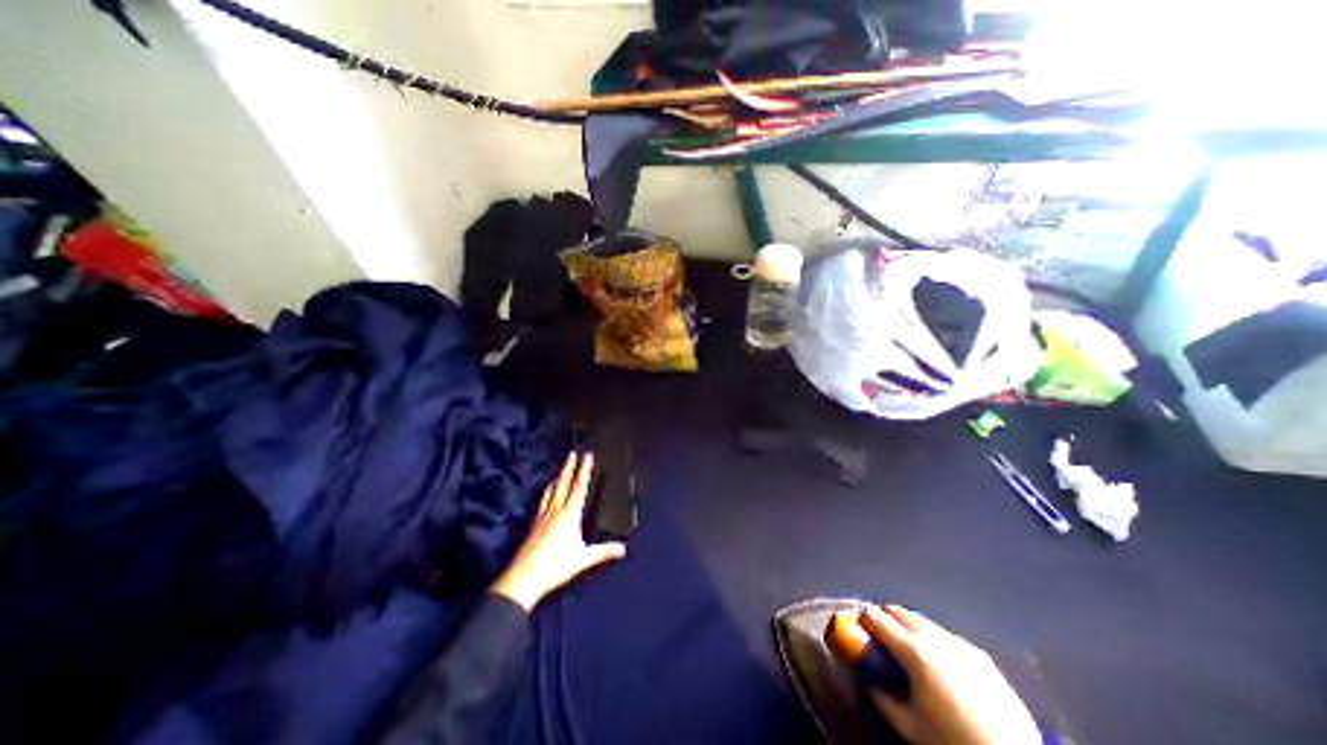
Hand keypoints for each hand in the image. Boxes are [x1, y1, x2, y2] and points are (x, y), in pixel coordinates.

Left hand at [493, 452, 628, 613]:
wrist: (524, 578)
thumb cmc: (555, 566)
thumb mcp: (583, 559)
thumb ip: (604, 551)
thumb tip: (623, 548)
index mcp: (569, 515)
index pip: (579, 487)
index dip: (584, 470)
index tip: (587, 456)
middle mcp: (555, 512)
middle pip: (563, 484)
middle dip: (569, 468)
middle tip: (572, 454)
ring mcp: (542, 518)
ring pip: (551, 492)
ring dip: (557, 478)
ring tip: (560, 470)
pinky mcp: (533, 526)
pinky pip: (542, 503)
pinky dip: (546, 493)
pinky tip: (545, 495)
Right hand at [861, 605, 1034, 744]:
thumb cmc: (954, 743)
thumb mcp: (909, 727)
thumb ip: (883, 699)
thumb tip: (870, 683)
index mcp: (913, 650)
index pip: (876, 617)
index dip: (863, 619)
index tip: (857, 627)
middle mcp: (934, 637)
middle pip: (900, 612)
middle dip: (886, 618)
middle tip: (880, 636)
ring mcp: (960, 643)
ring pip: (924, 621)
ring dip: (909, 626)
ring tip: (908, 647)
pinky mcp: (981, 656)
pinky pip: (947, 637)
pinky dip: (934, 640)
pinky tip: (940, 663)